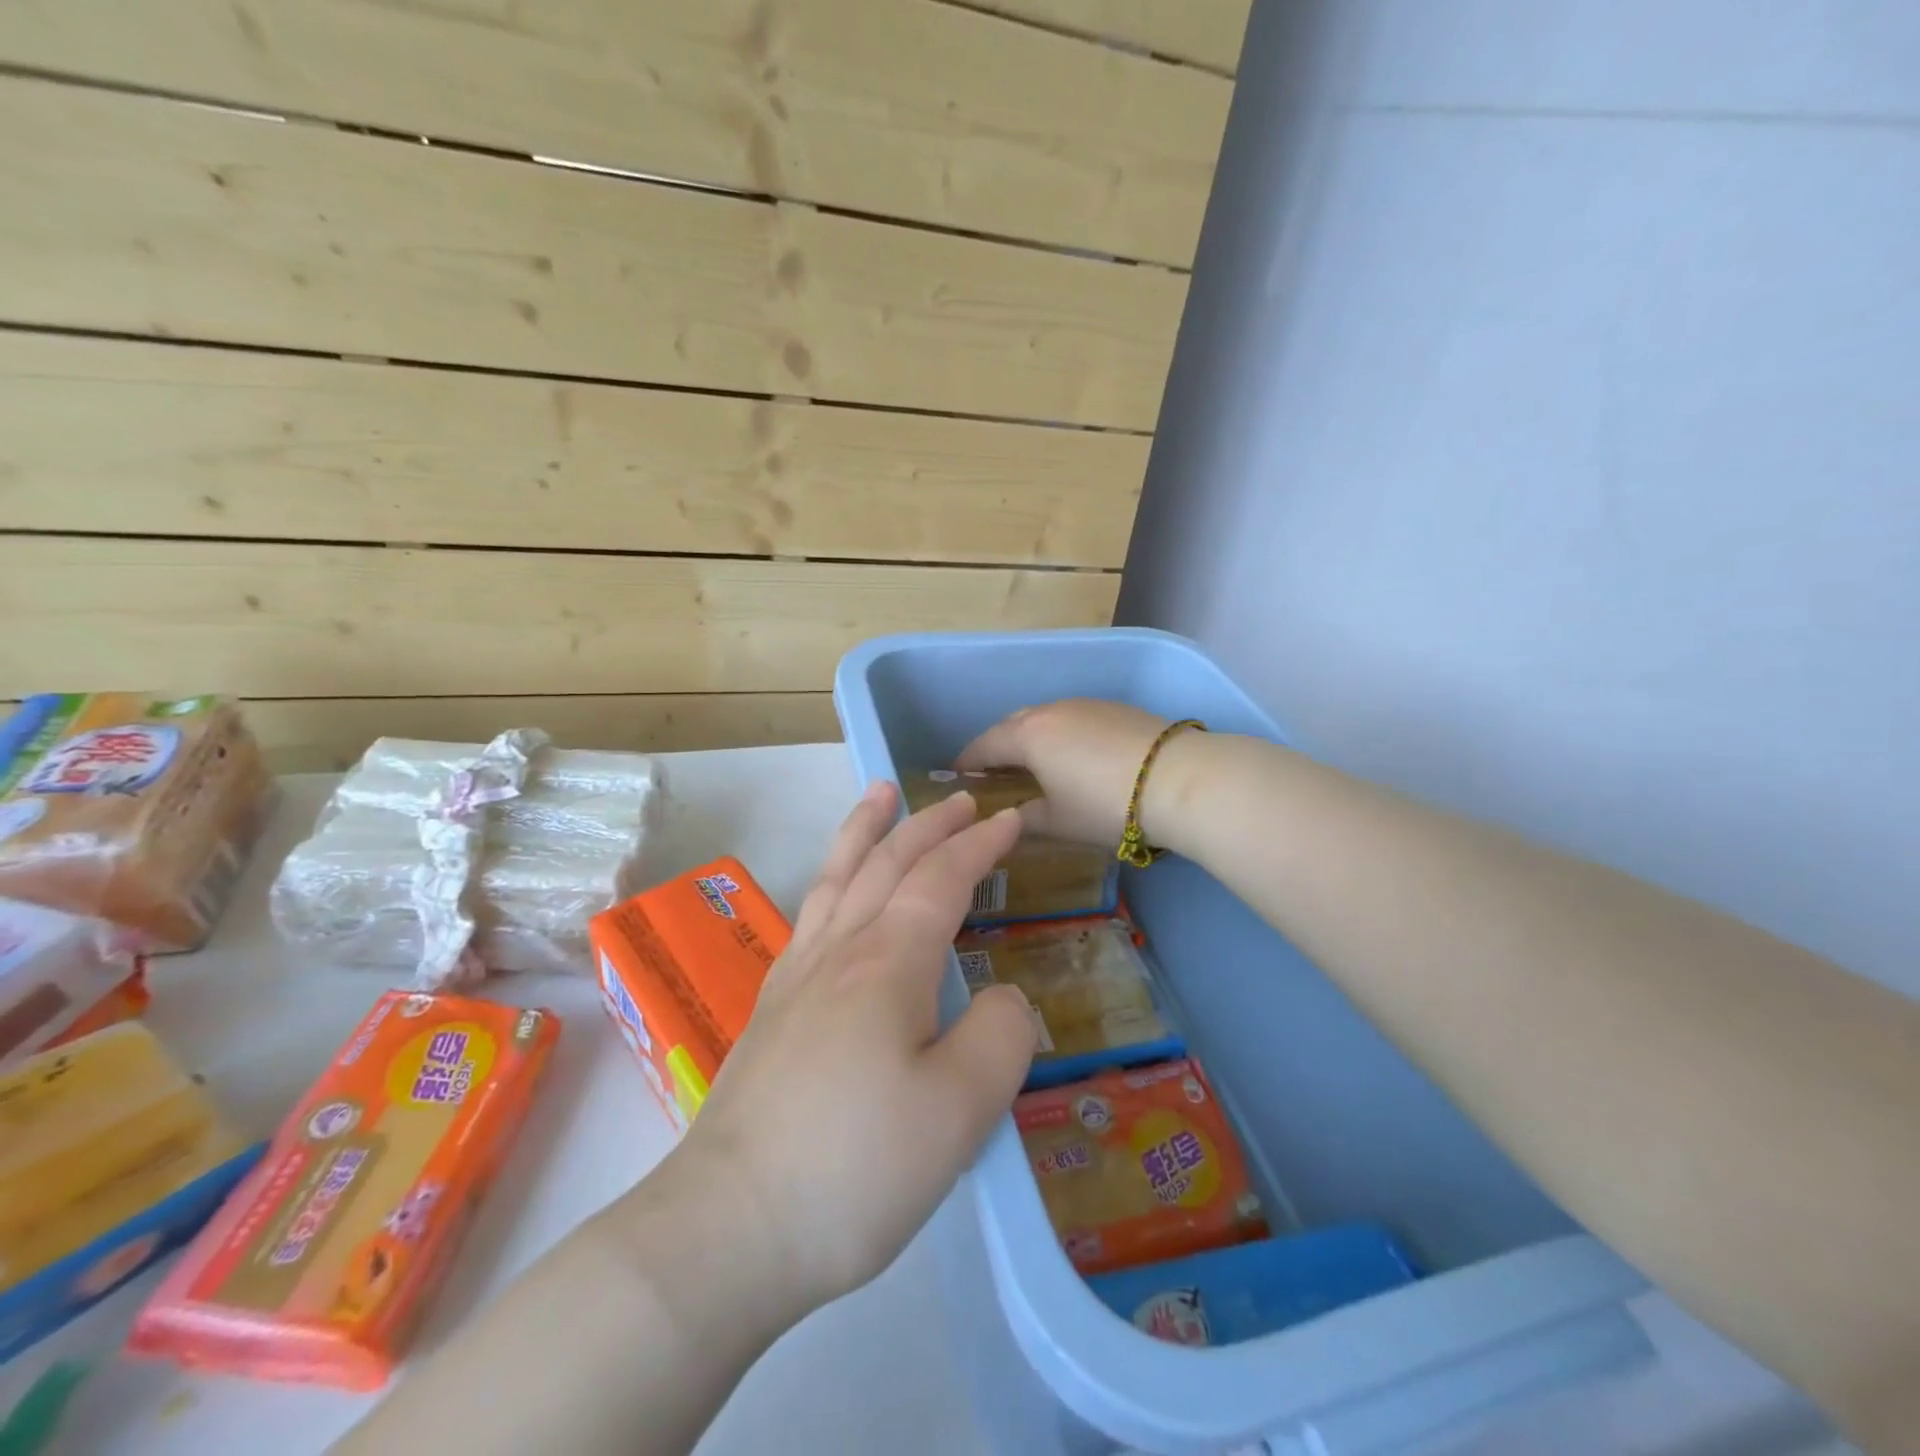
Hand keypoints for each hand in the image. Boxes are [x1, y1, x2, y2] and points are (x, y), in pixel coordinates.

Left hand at [675, 782, 1037, 1317]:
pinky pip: (810, 911)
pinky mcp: (772, 1007)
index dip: (980, 844)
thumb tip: (1000, 996)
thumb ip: (1001, 1037)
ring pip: (837, 875)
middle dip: (929, 823)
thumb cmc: (855, 1167)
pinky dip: (832, 875)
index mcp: (889, 962)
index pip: (942, 878)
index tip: (1011, 818)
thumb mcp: (960, 1111)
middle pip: (887, 862)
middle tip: (959, 797)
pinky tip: (834, 891)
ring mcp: (797, 975)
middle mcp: (840, 950)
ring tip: (878, 793)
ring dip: (865, 829)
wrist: (727, 1226)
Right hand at [957, 700, 1176, 845]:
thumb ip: (1025, 818)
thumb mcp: (1058, 821)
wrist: (1178, 779)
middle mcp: (1051, 711)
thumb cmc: (1105, 805)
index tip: (956, 776)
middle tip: (993, 772)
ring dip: (1030, 737)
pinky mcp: (1114, 708)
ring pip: (1043, 717)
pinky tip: (1073, 755)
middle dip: (997, 745)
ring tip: (1032, 763)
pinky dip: (1060, 734)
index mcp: (1028, 736)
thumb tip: (1011, 818)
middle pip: (1011, 724)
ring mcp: (1085, 705)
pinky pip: (1072, 717)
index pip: (984, 745)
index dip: (967, 761)